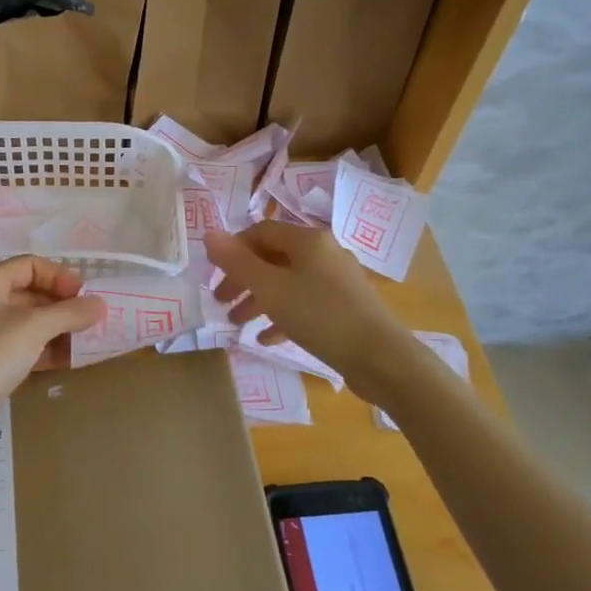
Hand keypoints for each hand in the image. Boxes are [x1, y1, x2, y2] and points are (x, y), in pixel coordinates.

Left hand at [0, 257, 103, 450]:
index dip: (60, 276)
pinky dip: (45, 350)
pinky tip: (69, 361)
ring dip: (57, 329)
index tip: (86, 296)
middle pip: (30, 293)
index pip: (30, 266)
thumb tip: (101, 304)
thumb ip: (70, 313)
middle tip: (93, 320)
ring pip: (28, 323)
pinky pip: (23, 347)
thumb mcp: (34, 327)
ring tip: (87, 341)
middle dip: (62, 305)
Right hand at [206, 223, 403, 396]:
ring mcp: (337, 281)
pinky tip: (267, 339)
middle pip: (273, 258)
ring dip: (259, 300)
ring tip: (237, 324)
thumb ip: (236, 262)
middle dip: (243, 279)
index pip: (260, 231)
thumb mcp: (270, 288)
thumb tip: (209, 233)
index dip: (233, 250)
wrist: (381, 358)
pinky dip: (282, 316)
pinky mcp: (344, 308)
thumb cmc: (320, 315)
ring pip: (287, 283)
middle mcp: (324, 253)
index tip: (214, 275)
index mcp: (308, 240)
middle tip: (220, 302)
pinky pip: (305, 304)